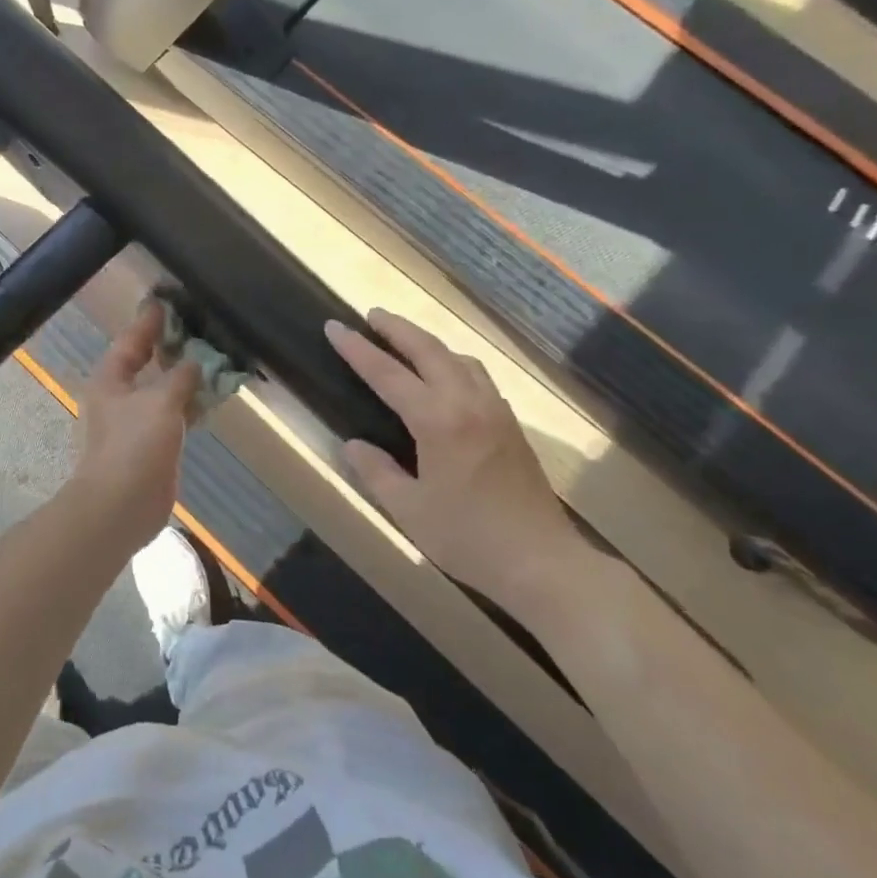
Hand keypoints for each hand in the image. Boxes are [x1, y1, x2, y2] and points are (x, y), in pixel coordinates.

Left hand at [66, 301, 201, 554]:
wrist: (120, 507)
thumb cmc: (133, 446)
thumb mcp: (160, 402)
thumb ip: (180, 377)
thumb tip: (195, 362)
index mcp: (110, 379)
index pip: (131, 340)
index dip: (150, 321)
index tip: (168, 301)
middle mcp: (119, 397)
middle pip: (147, 364)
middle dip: (172, 348)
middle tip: (200, 328)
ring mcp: (135, 423)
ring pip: (163, 391)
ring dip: (185, 378)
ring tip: (214, 358)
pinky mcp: (151, 446)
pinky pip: (173, 416)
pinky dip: (190, 405)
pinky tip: (212, 398)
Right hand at [326, 308, 580, 613]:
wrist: (542, 561)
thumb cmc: (468, 538)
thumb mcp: (409, 510)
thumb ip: (376, 472)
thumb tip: (354, 445)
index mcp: (438, 421)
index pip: (388, 374)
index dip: (358, 349)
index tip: (334, 327)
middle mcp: (468, 403)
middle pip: (429, 351)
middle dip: (397, 329)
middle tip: (370, 316)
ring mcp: (495, 411)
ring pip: (459, 359)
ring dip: (428, 343)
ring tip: (405, 341)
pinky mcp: (510, 425)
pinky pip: (477, 377)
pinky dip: (453, 363)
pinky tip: (445, 377)